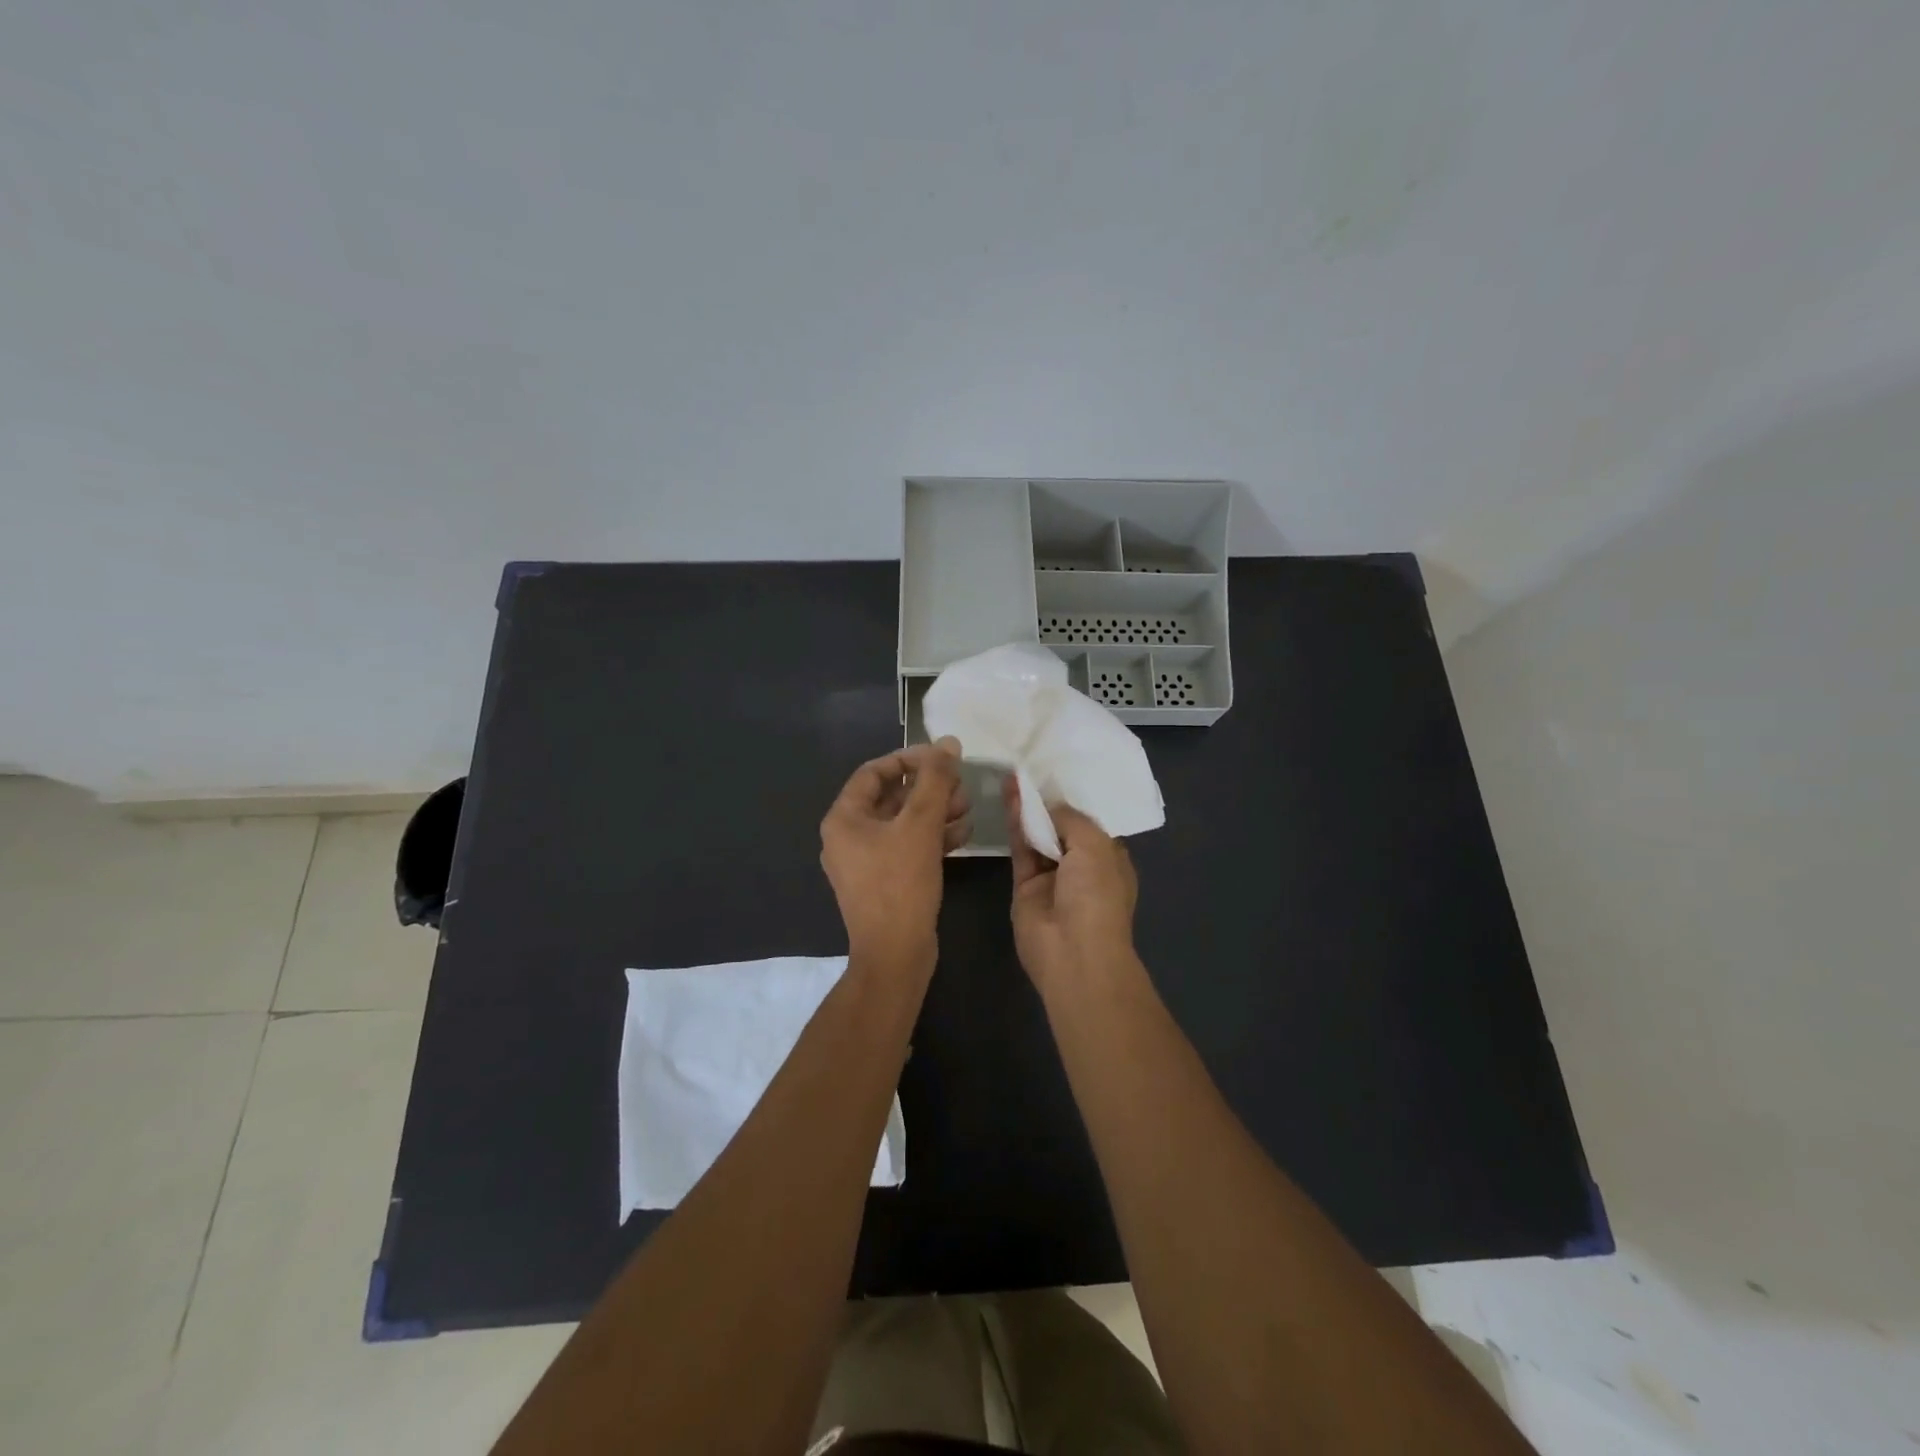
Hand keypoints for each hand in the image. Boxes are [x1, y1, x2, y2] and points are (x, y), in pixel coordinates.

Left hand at [821, 739, 969, 967]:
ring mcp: (866, 861)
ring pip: (903, 823)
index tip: (943, 758)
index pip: (874, 772)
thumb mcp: (920, 826)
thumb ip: (935, 781)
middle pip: (891, 797)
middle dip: (929, 788)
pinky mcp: (885, 881)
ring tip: (968, 807)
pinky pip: (908, 847)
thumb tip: (948, 742)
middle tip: (961, 785)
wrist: (896, 955)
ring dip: (936, 811)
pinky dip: (933, 837)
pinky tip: (963, 834)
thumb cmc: (900, 884)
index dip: (909, 759)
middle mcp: (848, 836)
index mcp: (844, 819)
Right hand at [1004, 777, 1138, 995]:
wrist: (1073, 952)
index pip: (1090, 823)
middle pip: (1061, 827)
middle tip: (1030, 768)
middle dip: (1047, 801)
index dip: (1074, 799)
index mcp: (1109, 858)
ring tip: (1014, 775)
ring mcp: (1052, 877)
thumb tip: (1050, 806)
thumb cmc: (1096, 896)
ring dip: (1028, 808)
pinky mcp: (1025, 886)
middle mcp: (1081, 866)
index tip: (1057, 772)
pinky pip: (1020, 848)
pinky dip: (1015, 823)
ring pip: (1038, 835)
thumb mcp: (1095, 846)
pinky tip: (1009, 795)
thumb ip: (1071, 818)